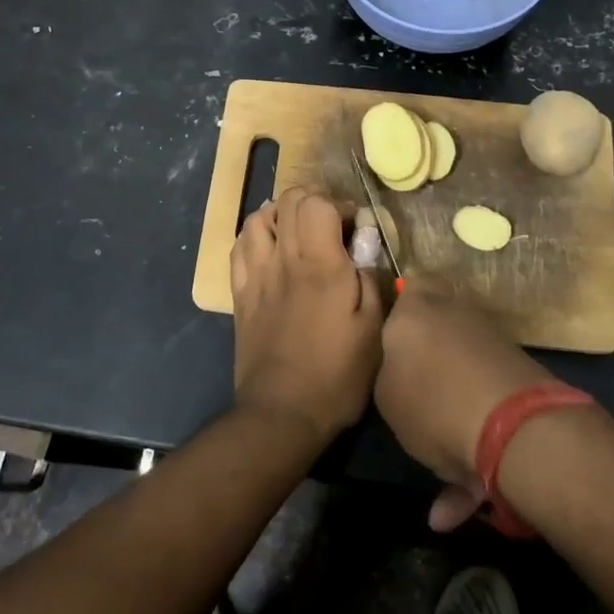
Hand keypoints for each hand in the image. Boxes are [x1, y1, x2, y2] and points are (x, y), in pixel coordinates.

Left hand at [231, 187, 383, 446]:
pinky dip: (256, 235)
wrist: (281, 412)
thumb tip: (364, 249)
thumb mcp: (373, 330)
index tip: (355, 225)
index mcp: (320, 264)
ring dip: (281, 214)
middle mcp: (283, 259)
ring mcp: (255, 275)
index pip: (317, 202)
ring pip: (258, 218)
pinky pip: (239, 247)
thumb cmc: (336, 374)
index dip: (338, 203)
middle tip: (331, 223)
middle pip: (288, 201)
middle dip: (313, 200)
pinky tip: (270, 248)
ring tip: (298, 231)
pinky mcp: (240, 294)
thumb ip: (371, 280)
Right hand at [374, 282, 555, 530]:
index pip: (409, 284)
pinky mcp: (520, 386)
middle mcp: (459, 318)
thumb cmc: (430, 399)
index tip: (386, 334)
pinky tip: (453, 510)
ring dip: (448, 423)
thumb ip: (389, 372)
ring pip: (461, 382)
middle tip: (406, 398)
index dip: (399, 303)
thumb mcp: (384, 389)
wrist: (514, 429)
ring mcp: (494, 349)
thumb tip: (402, 372)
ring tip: (434, 474)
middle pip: (437, 332)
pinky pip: (485, 418)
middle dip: (425, 365)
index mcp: (419, 308)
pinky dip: (471, 459)